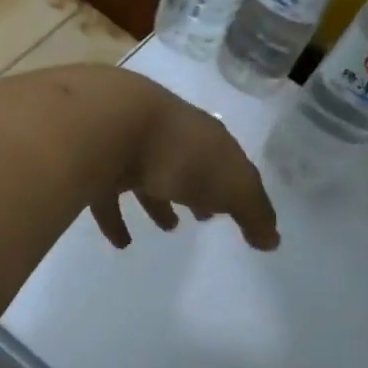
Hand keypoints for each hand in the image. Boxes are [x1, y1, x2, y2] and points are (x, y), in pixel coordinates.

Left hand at [88, 76, 279, 251]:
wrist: (109, 125)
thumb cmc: (181, 154)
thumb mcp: (231, 184)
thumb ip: (253, 212)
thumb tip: (273, 241)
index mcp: (203, 135)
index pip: (225, 159)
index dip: (233, 184)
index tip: (234, 210)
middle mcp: (167, 136)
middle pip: (186, 164)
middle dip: (197, 188)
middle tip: (203, 217)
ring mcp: (127, 146)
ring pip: (148, 177)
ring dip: (158, 202)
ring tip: (168, 228)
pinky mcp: (94, 163)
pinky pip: (107, 196)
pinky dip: (115, 219)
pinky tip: (121, 242)